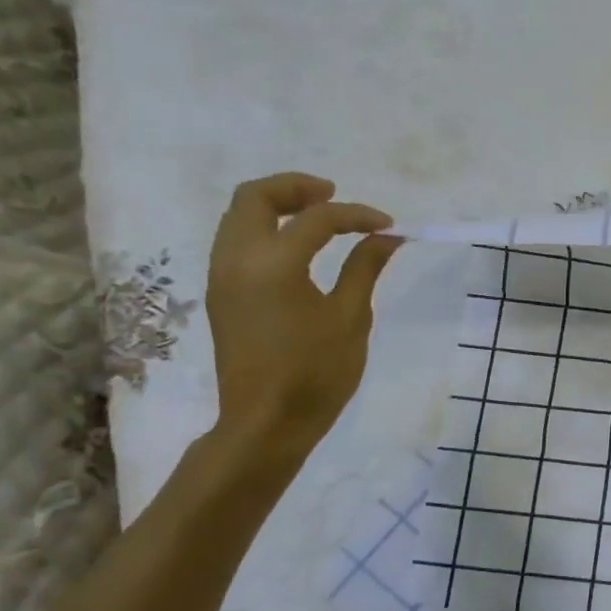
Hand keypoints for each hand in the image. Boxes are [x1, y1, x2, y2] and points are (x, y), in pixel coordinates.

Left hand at [205, 173, 400, 457]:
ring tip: (318, 218)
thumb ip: (364, 268)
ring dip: (277, 206)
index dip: (356, 215)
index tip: (388, 226)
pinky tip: (297, 248)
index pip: (317, 219)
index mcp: (273, 264)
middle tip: (335, 196)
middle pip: (255, 197)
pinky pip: (236, 240)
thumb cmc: (316, 373)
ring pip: (239, 216)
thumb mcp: (350, 318)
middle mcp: (237, 259)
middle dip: (297, 188)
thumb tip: (386, 237)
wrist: (266, 422)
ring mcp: (222, 275)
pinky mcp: (222, 293)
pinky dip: (265, 229)